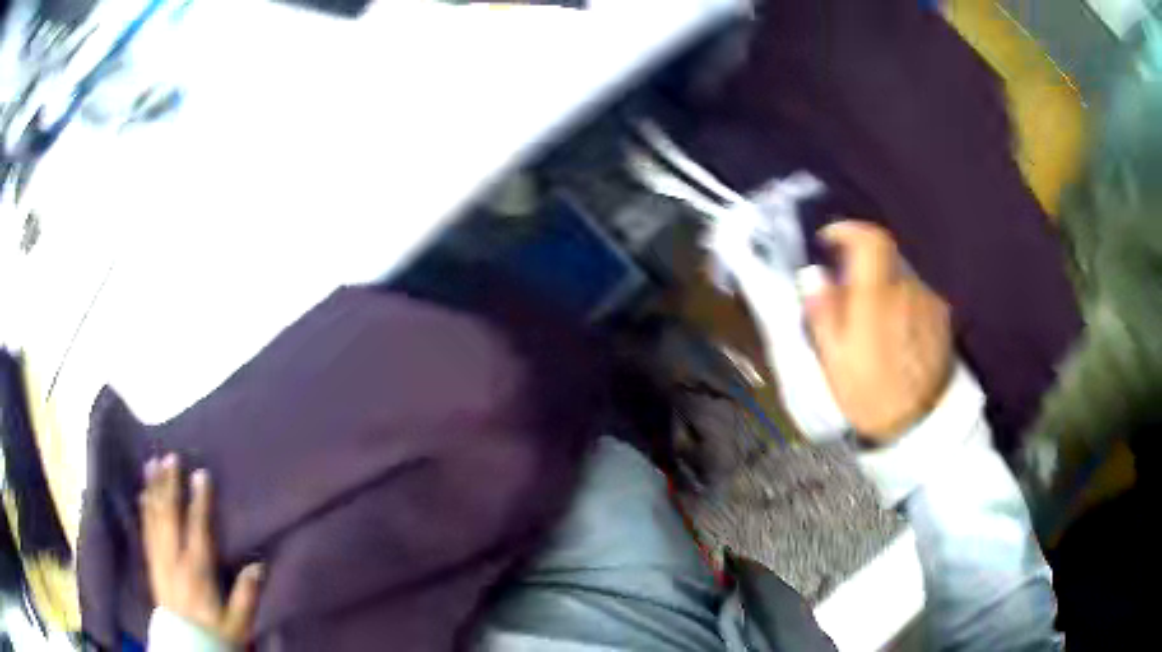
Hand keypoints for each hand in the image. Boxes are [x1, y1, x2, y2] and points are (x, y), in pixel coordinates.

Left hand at [140, 454, 261, 644]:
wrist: (187, 648)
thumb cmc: (216, 633)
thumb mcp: (238, 623)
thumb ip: (246, 595)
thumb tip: (259, 565)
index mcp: (197, 571)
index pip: (197, 529)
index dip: (199, 501)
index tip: (200, 474)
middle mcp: (174, 559)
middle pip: (169, 516)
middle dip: (170, 485)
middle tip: (170, 456)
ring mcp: (160, 561)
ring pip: (153, 518)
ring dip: (153, 489)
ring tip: (151, 463)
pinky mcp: (152, 565)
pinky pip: (145, 532)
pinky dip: (143, 510)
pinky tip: (142, 495)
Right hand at [804, 221, 952, 443]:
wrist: (919, 425)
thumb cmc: (870, 394)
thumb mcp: (834, 359)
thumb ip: (824, 312)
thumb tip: (815, 277)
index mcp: (877, 297)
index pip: (870, 240)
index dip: (848, 230)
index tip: (830, 240)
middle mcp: (907, 289)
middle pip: (883, 257)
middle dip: (862, 268)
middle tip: (848, 296)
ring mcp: (928, 301)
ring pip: (900, 277)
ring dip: (883, 287)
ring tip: (873, 323)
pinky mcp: (941, 316)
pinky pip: (915, 295)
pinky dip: (901, 302)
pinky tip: (896, 334)